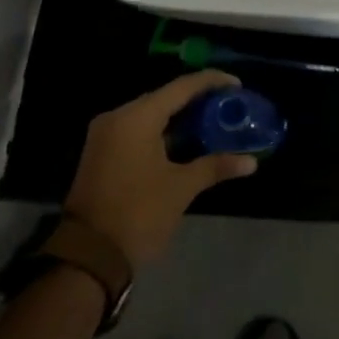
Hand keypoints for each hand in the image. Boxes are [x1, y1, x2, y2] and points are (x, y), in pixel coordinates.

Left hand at [64, 71, 258, 266]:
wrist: (88, 256)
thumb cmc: (138, 214)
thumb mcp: (181, 188)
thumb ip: (215, 166)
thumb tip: (251, 162)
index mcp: (137, 117)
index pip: (182, 87)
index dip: (212, 82)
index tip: (237, 85)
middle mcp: (118, 117)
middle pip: (164, 97)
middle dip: (197, 99)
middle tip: (227, 105)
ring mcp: (105, 134)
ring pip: (150, 113)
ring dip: (179, 116)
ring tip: (213, 120)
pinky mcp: (102, 152)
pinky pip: (138, 129)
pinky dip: (162, 130)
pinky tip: (186, 139)